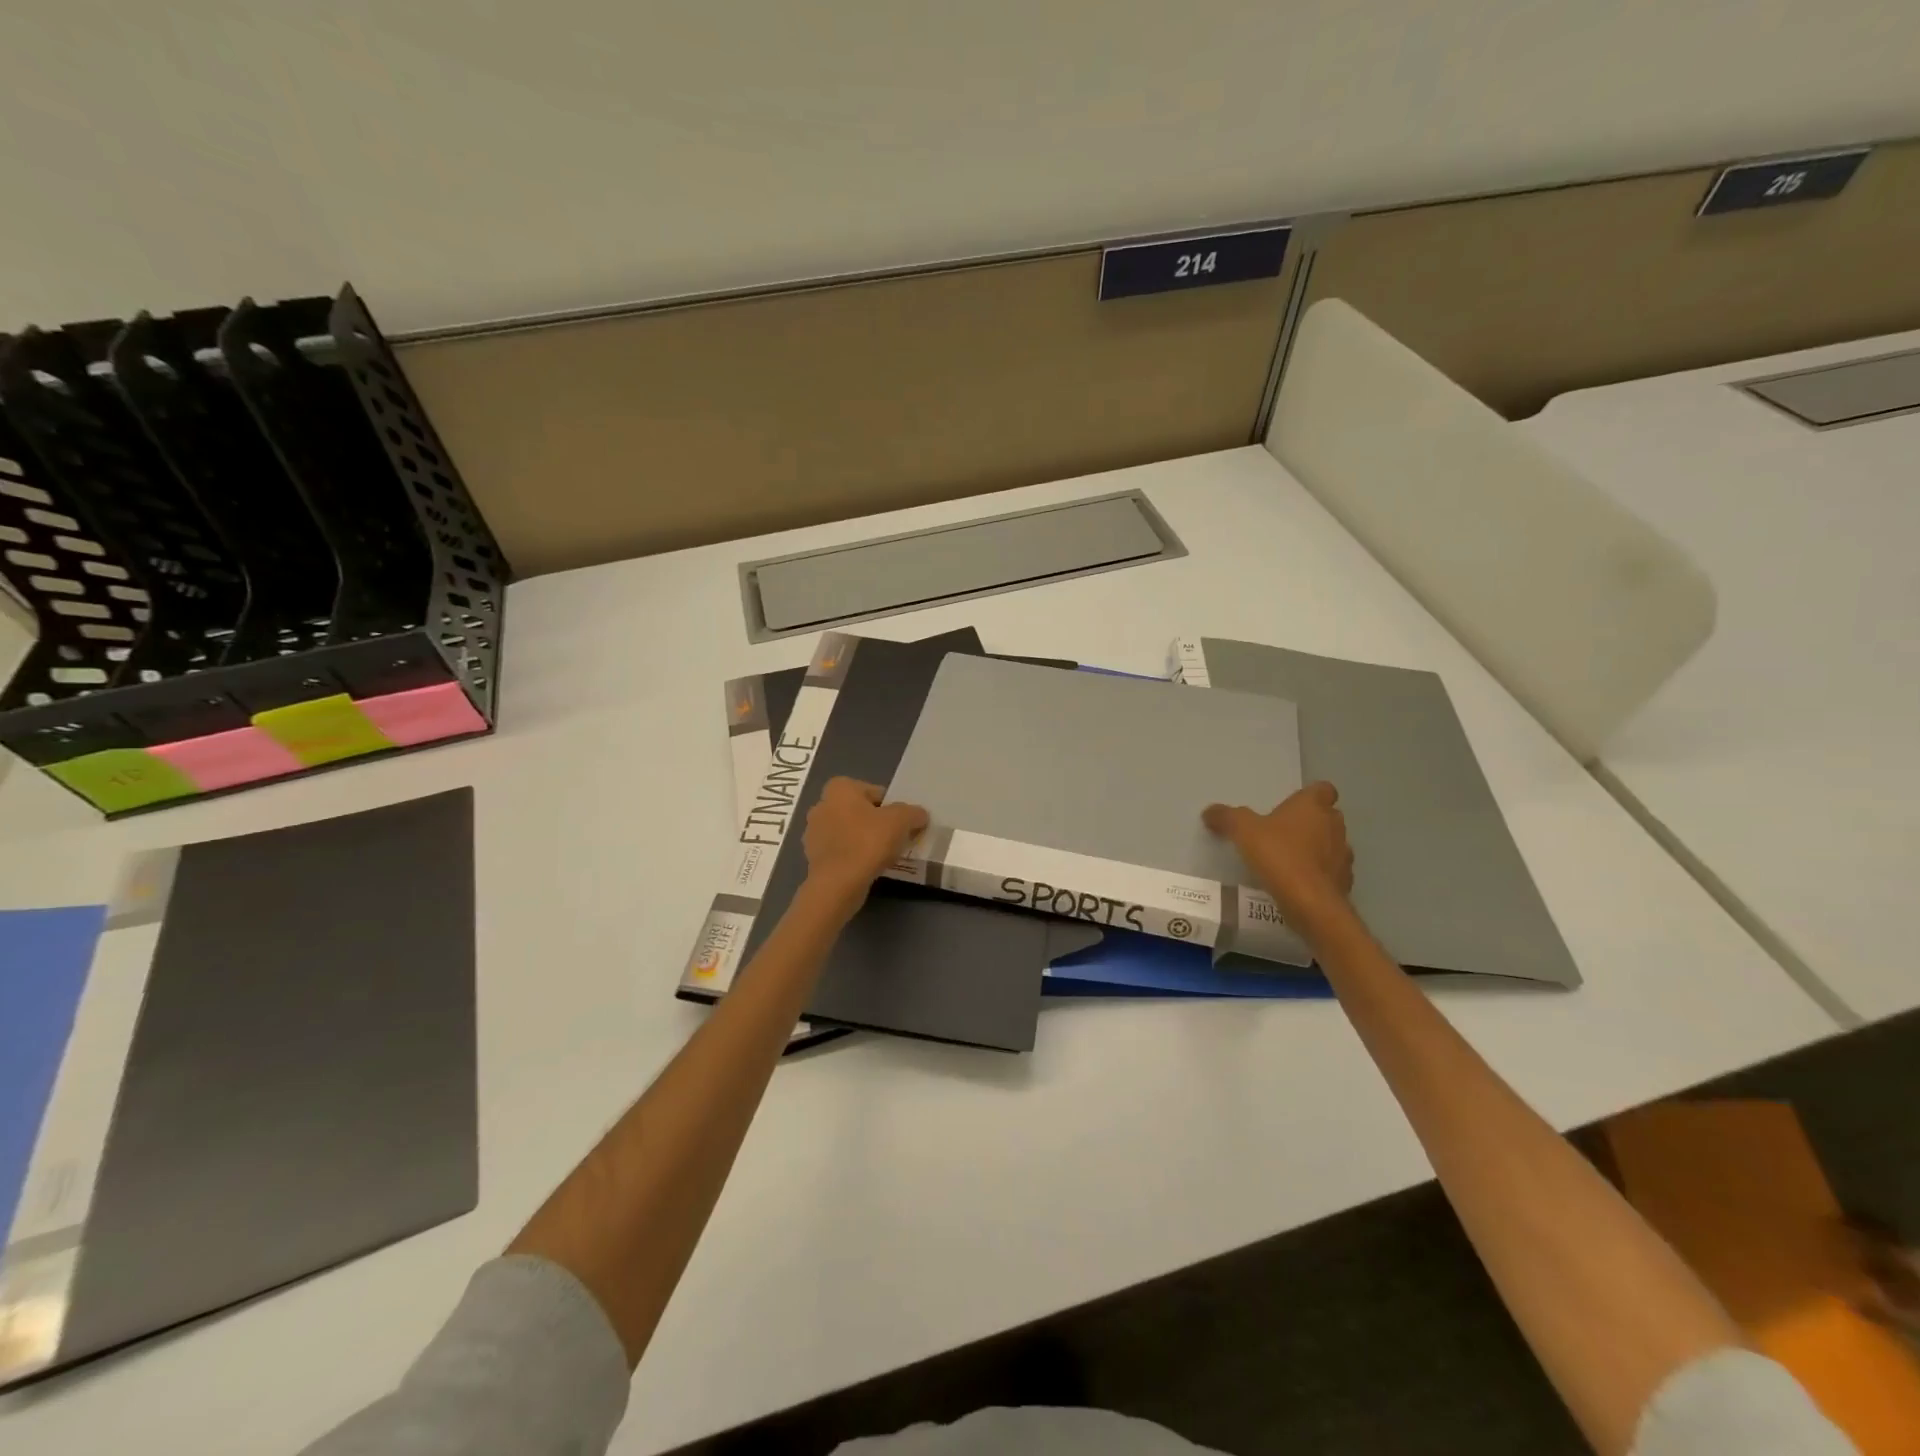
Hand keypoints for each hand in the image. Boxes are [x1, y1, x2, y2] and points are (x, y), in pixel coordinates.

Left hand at [801, 778, 929, 909]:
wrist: (838, 883)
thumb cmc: (868, 842)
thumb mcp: (901, 821)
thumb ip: (913, 813)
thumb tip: (920, 815)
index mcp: (840, 788)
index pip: (876, 792)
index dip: (892, 808)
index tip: (902, 825)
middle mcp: (822, 804)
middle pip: (861, 811)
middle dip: (877, 823)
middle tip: (895, 839)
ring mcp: (814, 832)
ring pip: (849, 832)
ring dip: (864, 840)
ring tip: (883, 856)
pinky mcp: (813, 857)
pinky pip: (841, 850)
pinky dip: (853, 856)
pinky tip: (867, 868)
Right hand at [1203, 781, 1353, 933]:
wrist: (1311, 903)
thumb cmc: (1279, 856)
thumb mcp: (1242, 831)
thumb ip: (1226, 817)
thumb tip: (1210, 812)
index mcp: (1313, 806)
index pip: (1323, 789)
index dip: (1309, 796)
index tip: (1290, 807)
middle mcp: (1334, 825)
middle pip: (1327, 816)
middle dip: (1310, 823)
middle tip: (1282, 833)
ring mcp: (1344, 854)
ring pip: (1332, 844)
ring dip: (1316, 849)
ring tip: (1289, 861)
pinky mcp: (1345, 882)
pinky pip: (1332, 872)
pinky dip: (1319, 875)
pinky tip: (1298, 883)